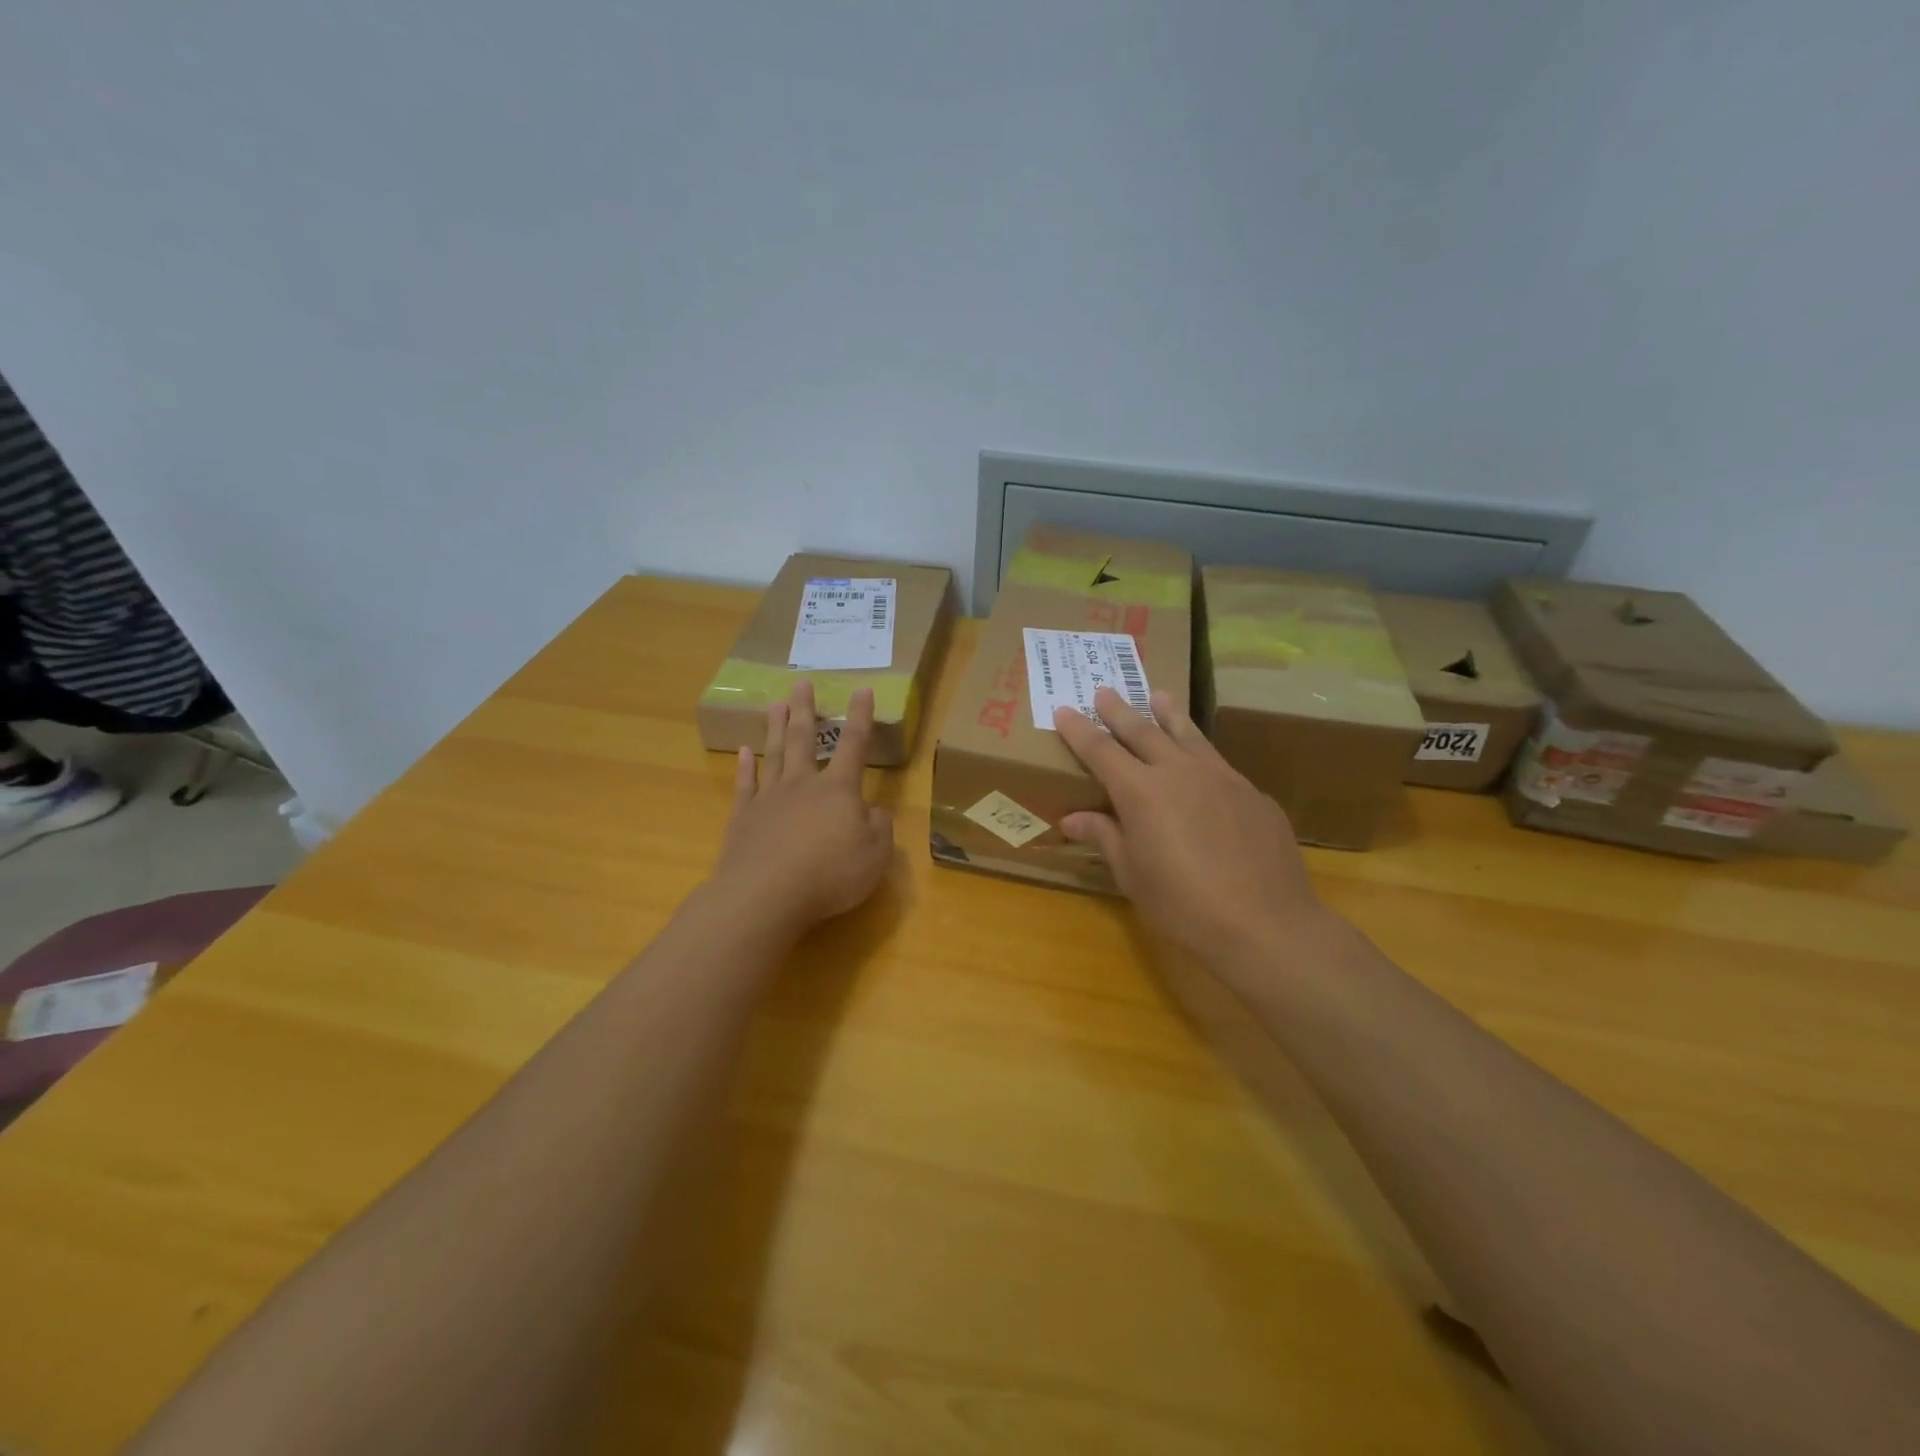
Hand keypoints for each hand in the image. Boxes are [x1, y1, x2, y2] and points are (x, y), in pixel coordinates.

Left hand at [711, 681, 893, 938]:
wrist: (766, 895)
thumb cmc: (830, 874)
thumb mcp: (874, 856)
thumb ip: (880, 829)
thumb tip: (875, 812)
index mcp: (839, 790)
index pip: (854, 745)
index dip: (860, 717)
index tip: (861, 689)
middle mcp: (803, 785)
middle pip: (805, 739)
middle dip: (806, 710)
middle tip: (801, 683)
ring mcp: (769, 799)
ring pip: (774, 754)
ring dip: (776, 728)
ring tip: (776, 703)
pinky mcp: (743, 818)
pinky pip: (746, 785)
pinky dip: (745, 766)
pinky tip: (745, 752)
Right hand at [1052, 688, 1339, 978]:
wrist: (1265, 924)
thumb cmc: (1184, 906)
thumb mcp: (1132, 875)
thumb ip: (1105, 837)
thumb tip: (1072, 818)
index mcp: (1142, 792)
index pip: (1101, 750)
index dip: (1079, 730)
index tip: (1064, 709)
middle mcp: (1180, 772)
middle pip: (1143, 731)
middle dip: (1120, 711)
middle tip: (1105, 690)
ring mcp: (1222, 779)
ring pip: (1189, 735)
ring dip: (1169, 714)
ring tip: (1159, 695)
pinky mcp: (1253, 794)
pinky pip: (1220, 765)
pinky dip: (1201, 755)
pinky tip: (1203, 765)